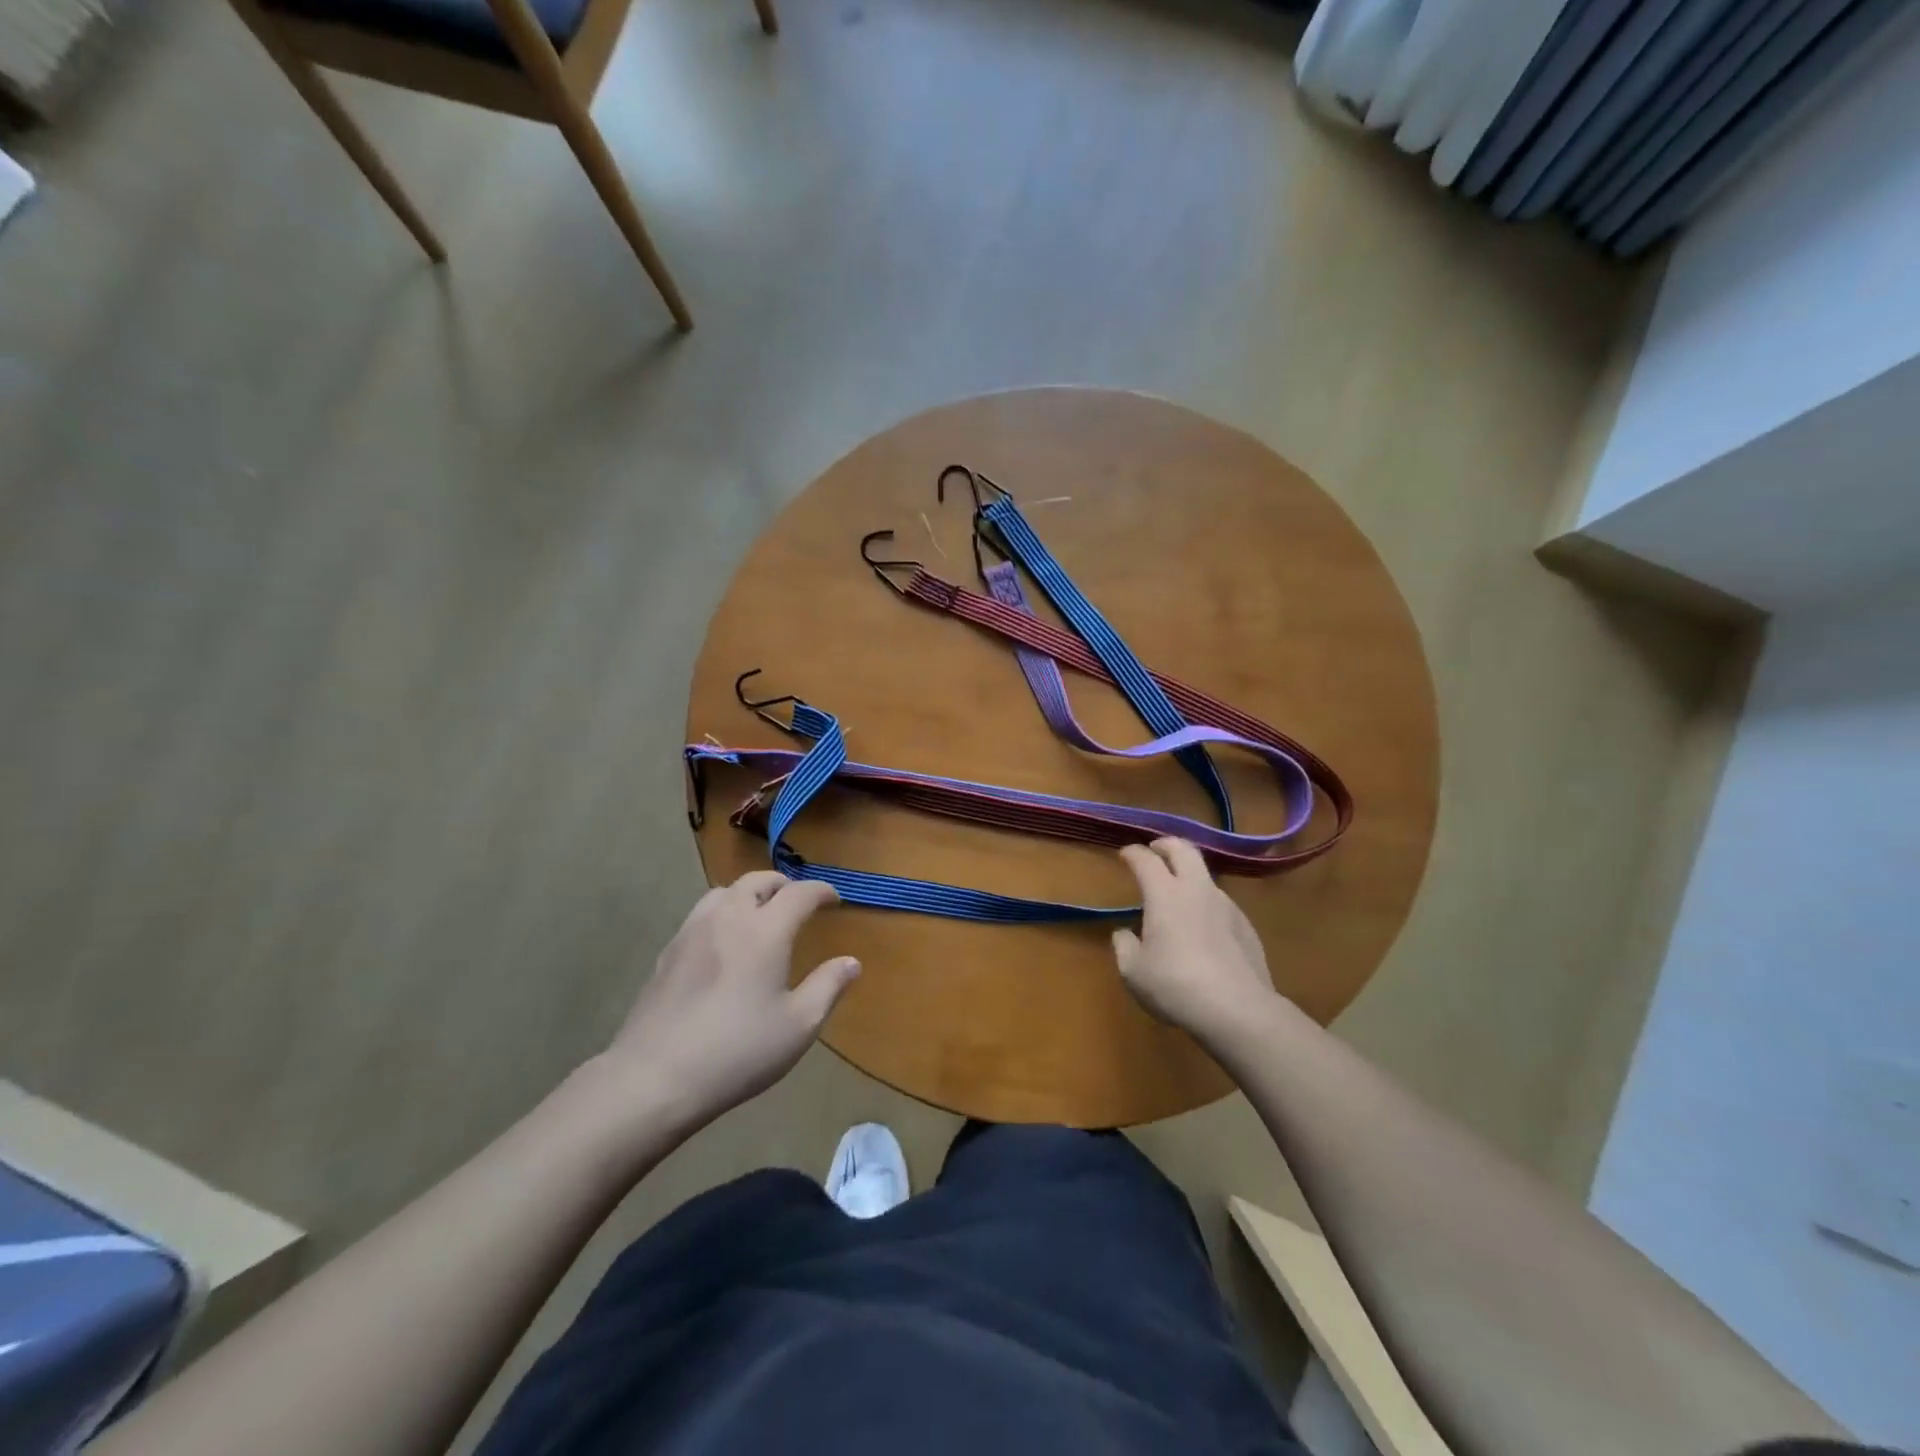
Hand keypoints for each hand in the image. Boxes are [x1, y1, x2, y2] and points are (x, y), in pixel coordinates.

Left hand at [602, 872, 858, 1133]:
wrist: (655, 1077)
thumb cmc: (737, 1051)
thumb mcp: (798, 1026)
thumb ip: (828, 987)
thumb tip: (851, 962)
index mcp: (765, 931)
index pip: (799, 893)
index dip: (820, 891)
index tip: (834, 898)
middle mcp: (728, 918)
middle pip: (757, 881)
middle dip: (783, 885)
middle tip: (798, 902)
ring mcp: (692, 932)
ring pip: (724, 892)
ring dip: (749, 893)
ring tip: (760, 914)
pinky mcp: (668, 952)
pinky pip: (701, 914)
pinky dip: (723, 913)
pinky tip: (724, 943)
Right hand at [1113, 839, 1281, 1052]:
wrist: (1238, 1010)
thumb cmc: (1176, 986)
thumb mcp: (1133, 972)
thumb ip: (1124, 946)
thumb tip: (1124, 934)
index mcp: (1164, 894)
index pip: (1145, 860)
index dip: (1133, 852)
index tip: (1125, 853)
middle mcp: (1197, 889)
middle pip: (1183, 849)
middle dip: (1166, 844)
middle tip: (1155, 850)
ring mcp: (1226, 905)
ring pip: (1205, 875)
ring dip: (1188, 874)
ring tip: (1178, 893)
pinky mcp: (1246, 926)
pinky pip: (1221, 903)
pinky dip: (1206, 903)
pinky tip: (1203, 927)